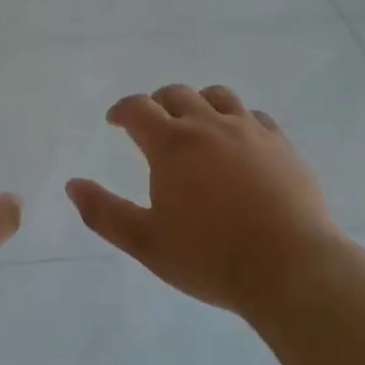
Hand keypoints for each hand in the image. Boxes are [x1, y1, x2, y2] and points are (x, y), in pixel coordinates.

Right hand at [66, 85, 337, 315]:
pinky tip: (239, 143)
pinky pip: (255, 117)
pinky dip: (237, 121)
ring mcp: (250, 131)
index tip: (115, 122)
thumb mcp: (146, 243)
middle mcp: (208, 125)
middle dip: (157, 104)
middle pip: (176, 94)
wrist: (293, 270)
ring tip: (196, 126)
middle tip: (153, 126)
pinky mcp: (282, 145)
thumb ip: (104, 213)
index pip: (137, 108)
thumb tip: (72, 185)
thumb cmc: (211, 258)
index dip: (121, 110)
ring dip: (198, 104)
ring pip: (218, 96)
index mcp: (172, 144)